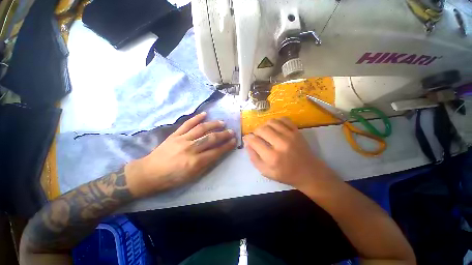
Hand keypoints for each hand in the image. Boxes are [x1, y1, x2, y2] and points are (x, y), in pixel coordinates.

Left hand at [126, 112, 236, 196]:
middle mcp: (190, 149)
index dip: (227, 146)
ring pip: (201, 129)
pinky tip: (204, 114)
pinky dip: (196, 118)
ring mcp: (182, 139)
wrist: (149, 173)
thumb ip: (206, 164)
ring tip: (222, 122)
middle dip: (223, 135)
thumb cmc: (172, 178)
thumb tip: (218, 153)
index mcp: (195, 162)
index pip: (216, 152)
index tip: (234, 141)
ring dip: (213, 124)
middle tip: (232, 131)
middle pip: (211, 138)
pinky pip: (187, 124)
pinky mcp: (175, 134)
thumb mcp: (192, 177)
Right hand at [243, 117, 336, 188]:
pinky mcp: (297, 131)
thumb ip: (254, 158)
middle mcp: (281, 144)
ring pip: (271, 122)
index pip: (254, 141)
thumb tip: (247, 143)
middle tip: (256, 136)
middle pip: (261, 129)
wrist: (308, 172)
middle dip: (255, 132)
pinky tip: (275, 127)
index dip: (248, 138)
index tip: (247, 138)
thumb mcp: (266, 172)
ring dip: (264, 125)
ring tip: (265, 132)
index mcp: (272, 157)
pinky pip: (283, 119)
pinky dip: (276, 121)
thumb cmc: (285, 174)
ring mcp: (290, 135)